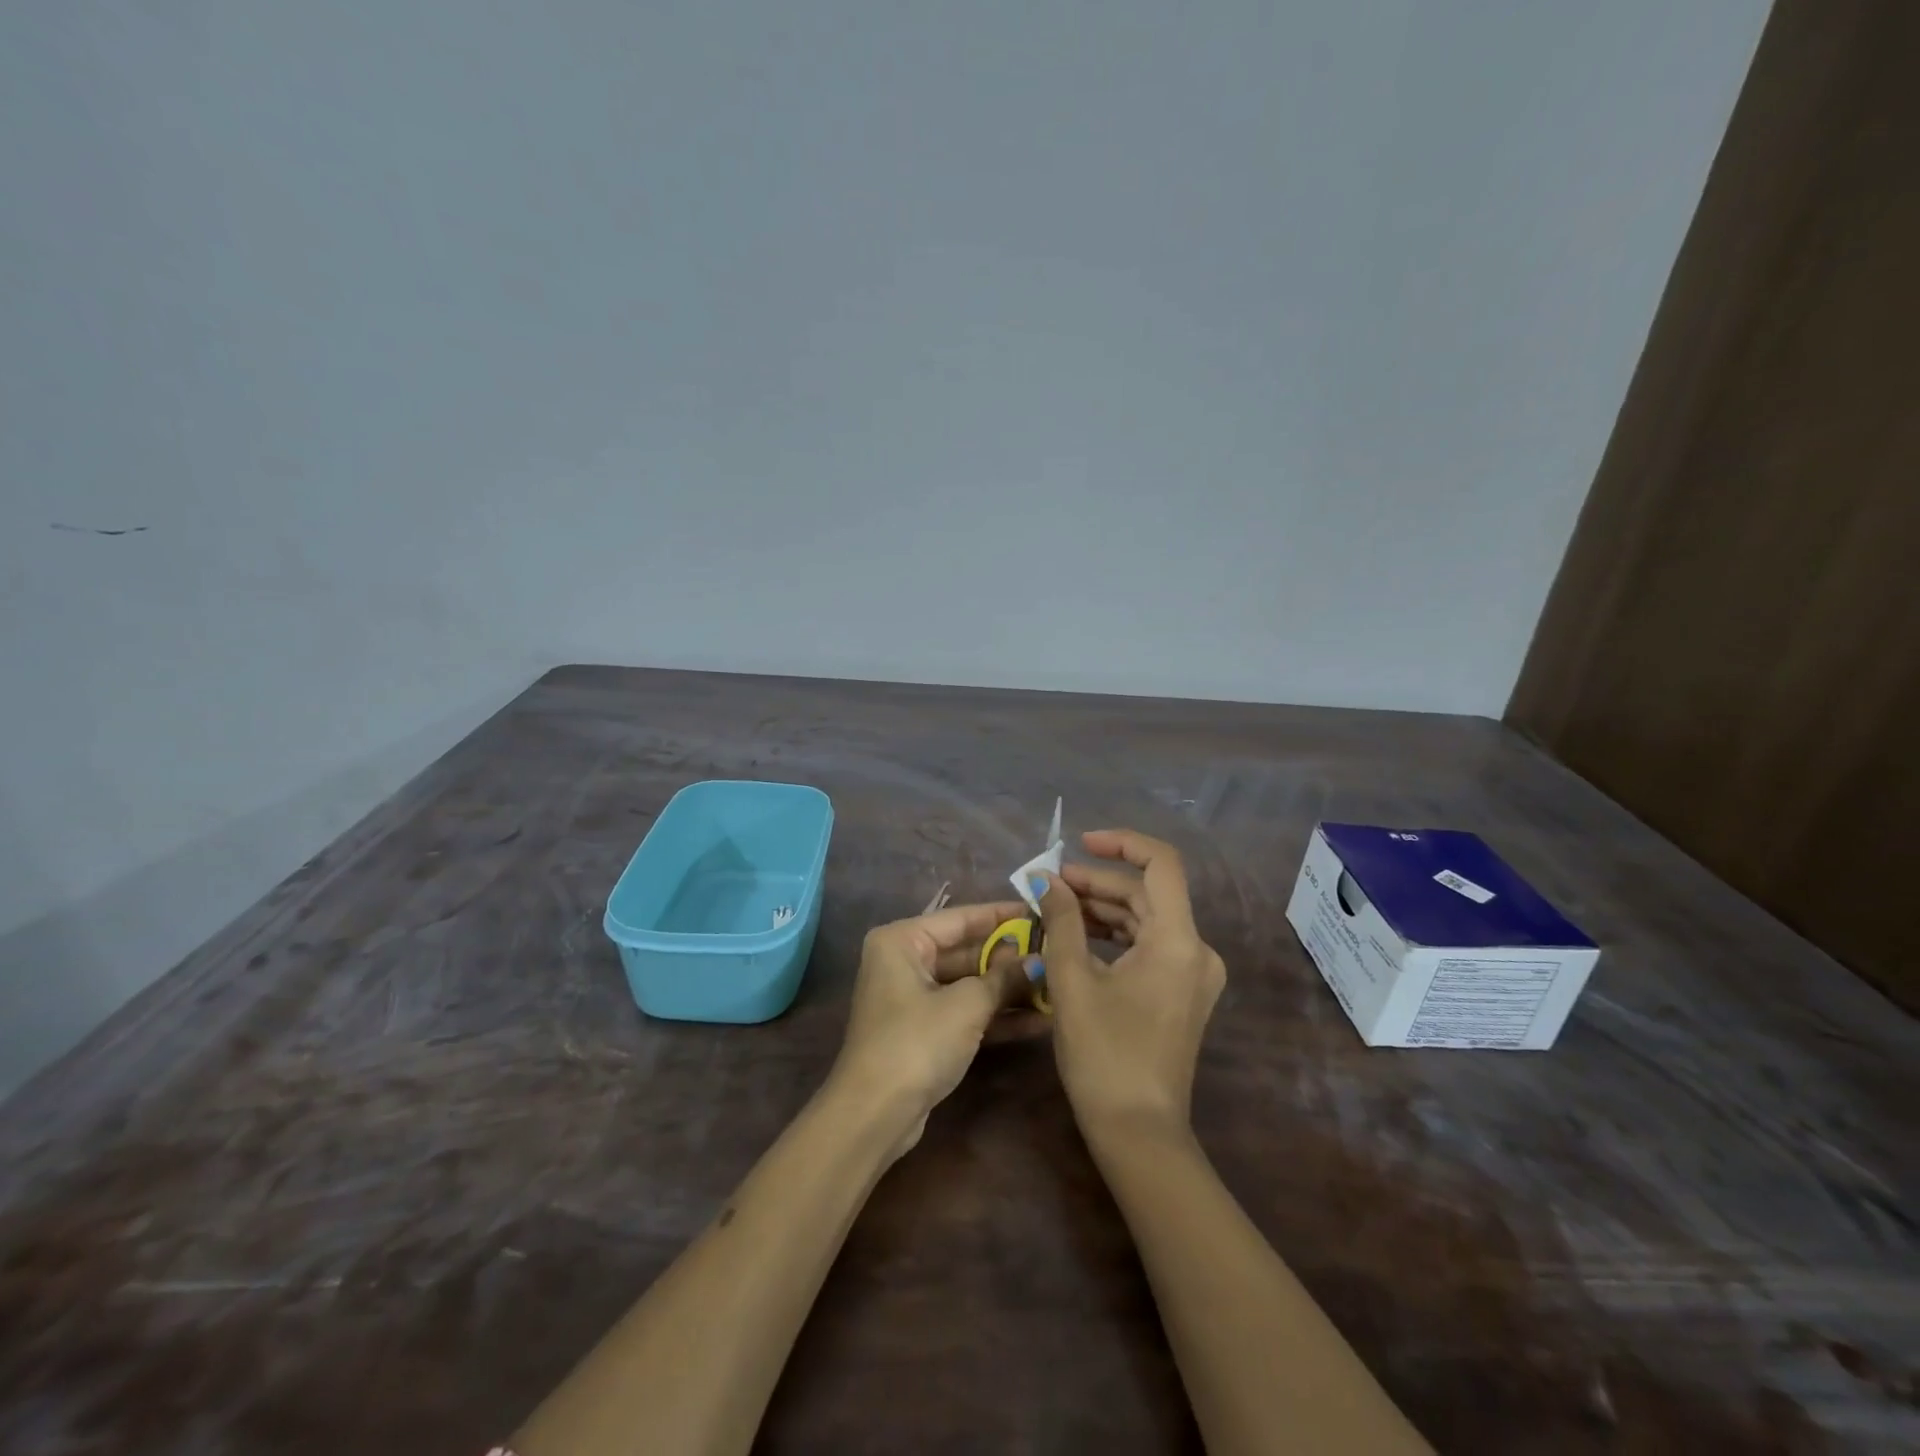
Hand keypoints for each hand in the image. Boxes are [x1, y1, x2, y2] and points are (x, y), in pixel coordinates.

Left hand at [829, 900, 1032, 1156]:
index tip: (1040, 911)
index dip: (1002, 915)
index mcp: (901, 940)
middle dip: (1009, 957)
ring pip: (967, 984)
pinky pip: (964, 1012)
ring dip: (1008, 989)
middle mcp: (903, 961)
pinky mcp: (923, 1031)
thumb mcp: (966, 1005)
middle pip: (965, 951)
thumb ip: (1004, 978)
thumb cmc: (916, 1042)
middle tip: (1054, 952)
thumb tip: (1039, 961)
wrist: (874, 1115)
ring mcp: (912, 998)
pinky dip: (995, 1016)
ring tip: (1055, 985)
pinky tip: (1039, 1020)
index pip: (960, 918)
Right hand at [1029, 830, 1225, 1135]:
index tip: (1080, 844)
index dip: (1121, 843)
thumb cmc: (1104, 1055)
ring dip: (1103, 910)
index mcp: (1178, 940)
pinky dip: (1115, 936)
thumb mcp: (1072, 981)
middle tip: (1050, 886)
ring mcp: (1193, 974)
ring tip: (1055, 910)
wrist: (1139, 1133)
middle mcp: (1196, 950)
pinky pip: (1149, 946)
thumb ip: (1061, 921)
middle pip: (1148, 894)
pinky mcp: (1182, 994)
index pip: (1161, 863)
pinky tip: (1078, 940)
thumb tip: (1046, 880)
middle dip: (1098, 883)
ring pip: (1147, 920)